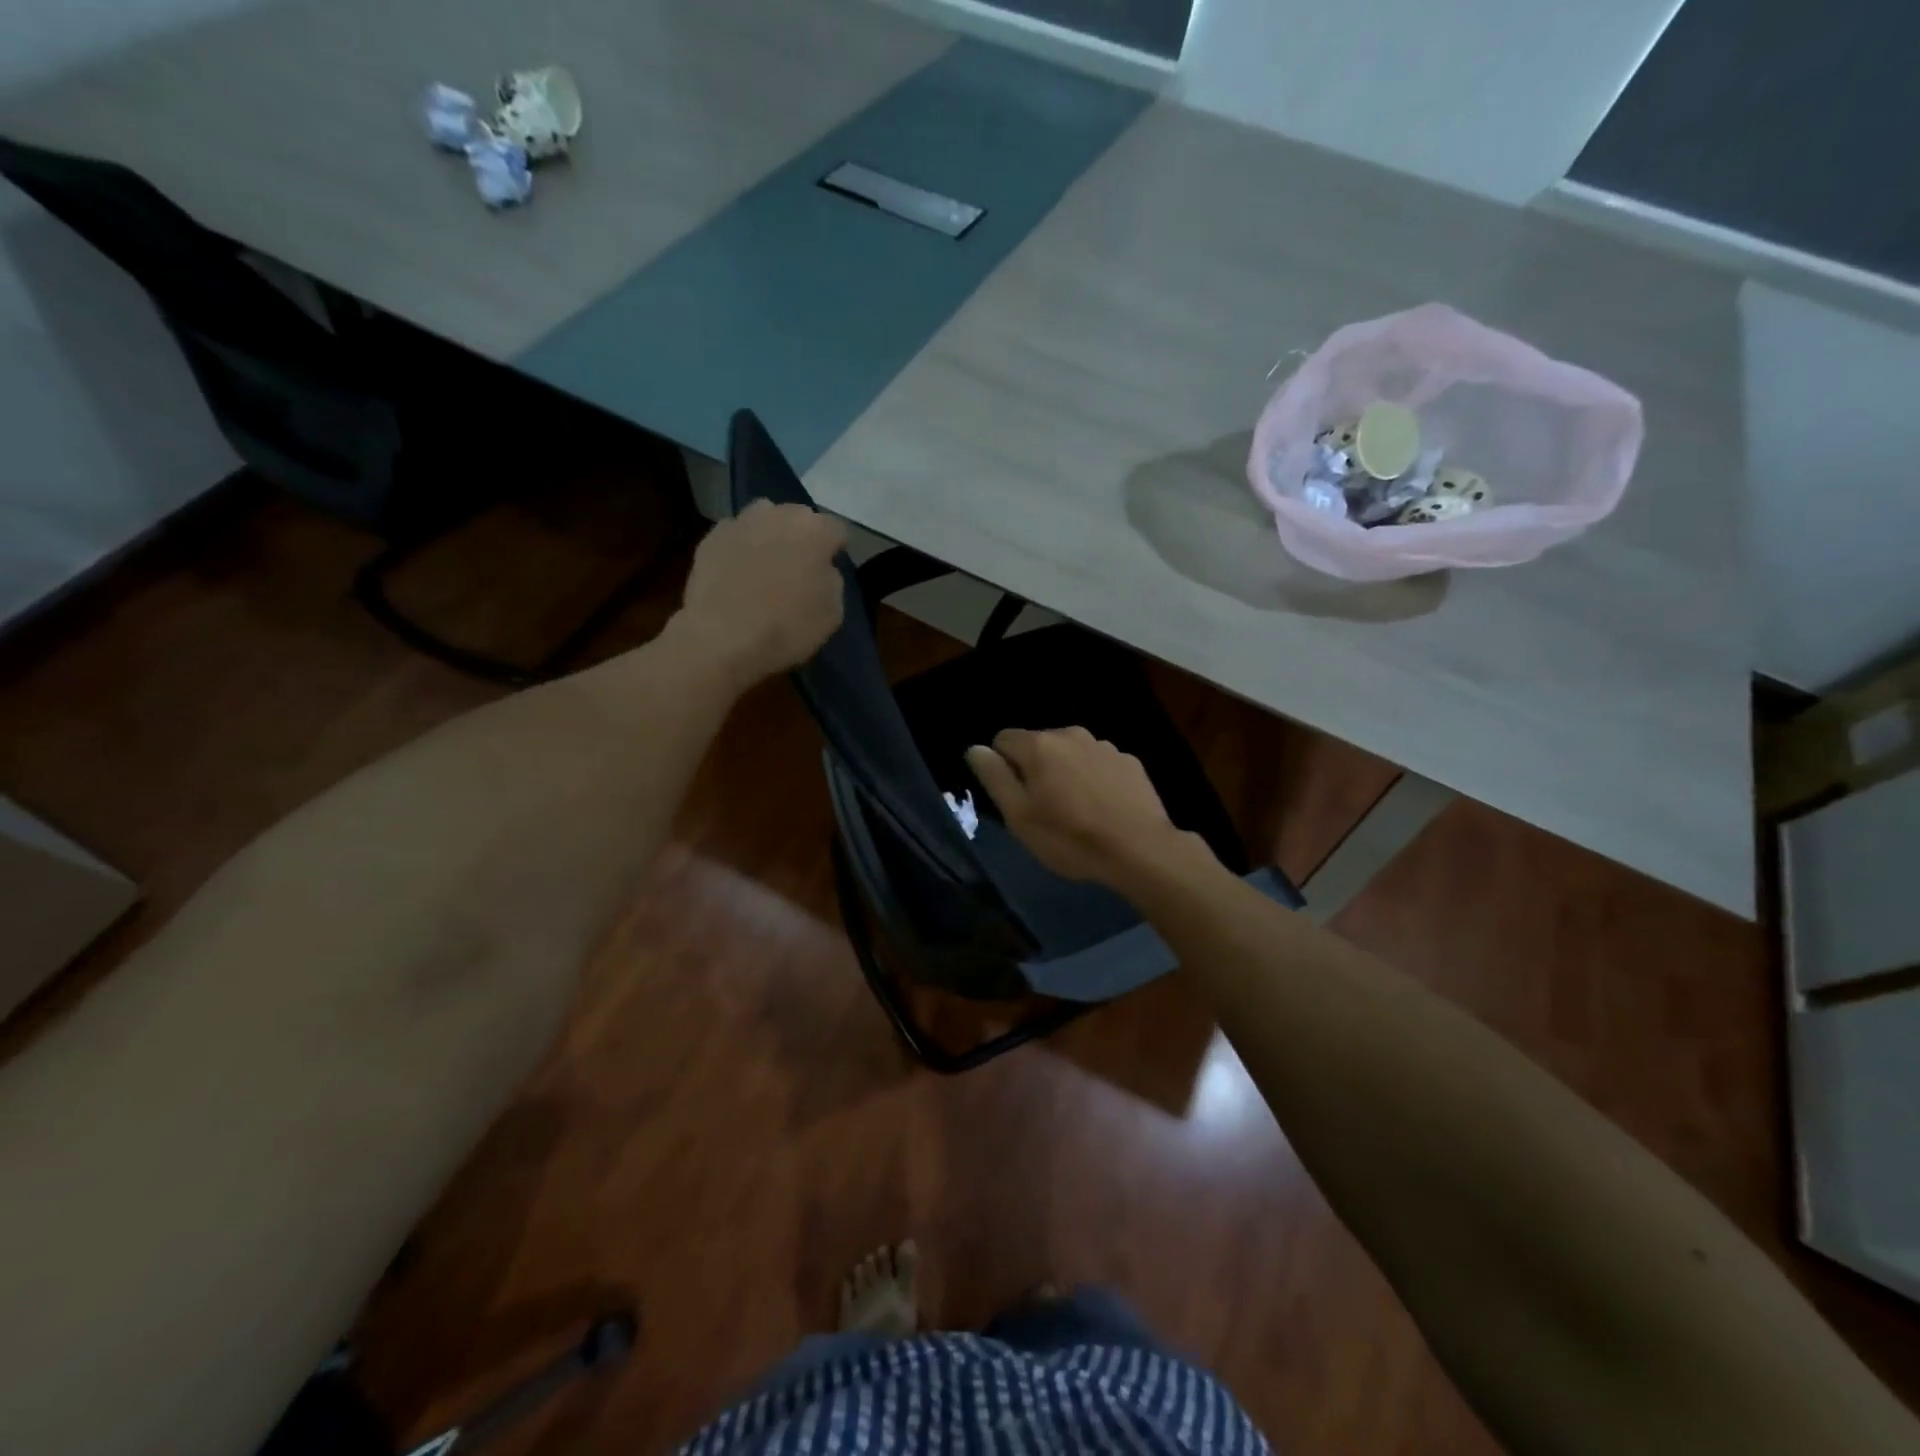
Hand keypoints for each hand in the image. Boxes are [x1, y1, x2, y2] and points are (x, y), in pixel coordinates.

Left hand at [676, 500, 847, 685]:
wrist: (722, 638)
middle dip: (802, 537)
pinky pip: (735, 537)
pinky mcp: (711, 538)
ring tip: (766, 565)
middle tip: (798, 567)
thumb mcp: (833, 613)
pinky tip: (737, 574)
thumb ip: (832, 580)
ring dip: (770, 536)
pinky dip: (740, 549)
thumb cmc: (787, 627)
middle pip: (798, 518)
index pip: (837, 530)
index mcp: (815, 530)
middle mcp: (778, 514)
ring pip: (764, 520)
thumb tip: (821, 569)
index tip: (831, 568)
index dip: (836, 550)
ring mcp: (741, 522)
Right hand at [965, 727, 1200, 888]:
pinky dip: (1094, 779)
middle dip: (1035, 769)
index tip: (1016, 798)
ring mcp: (1104, 745)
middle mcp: (1071, 734)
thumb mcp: (1019, 816)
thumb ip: (994, 777)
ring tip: (1077, 811)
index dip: (1002, 768)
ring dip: (1066, 773)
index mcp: (1039, 745)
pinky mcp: (1129, 761)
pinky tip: (1103, 808)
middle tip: (1045, 810)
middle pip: (1038, 745)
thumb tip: (975, 749)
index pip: (1002, 740)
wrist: (1140, 849)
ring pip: (1070, 753)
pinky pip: (1098, 764)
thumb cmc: (1070, 838)